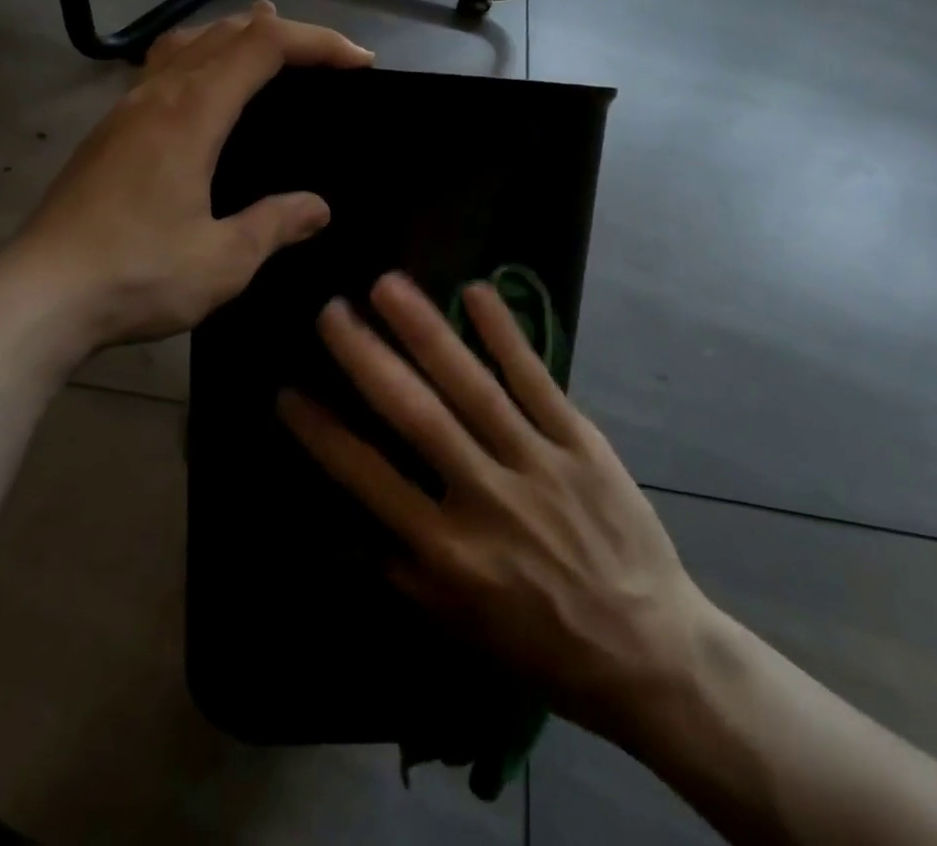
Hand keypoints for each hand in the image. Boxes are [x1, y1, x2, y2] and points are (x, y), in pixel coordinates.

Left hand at [0, 2, 373, 350]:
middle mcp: (157, 95)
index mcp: (191, 113)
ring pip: (188, 42)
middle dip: (285, 33)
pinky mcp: (107, 133)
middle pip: (226, 31)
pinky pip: (163, 68)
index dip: (317, 42)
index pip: (263, 46)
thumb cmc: (136, 276)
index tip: (359, 63)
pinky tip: (205, 92)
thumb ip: (274, 225)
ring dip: (236, 35)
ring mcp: (125, 110)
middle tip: (327, 57)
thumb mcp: (223, 260)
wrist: (37, 298)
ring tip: (269, 48)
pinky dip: (201, 58)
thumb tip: (318, 207)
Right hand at [279, 273, 709, 741]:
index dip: (324, 434)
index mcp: (449, 551)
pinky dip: (504, 334)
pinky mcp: (580, 441)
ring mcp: (536, 461)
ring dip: (427, 331)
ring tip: (389, 285)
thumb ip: (401, 569)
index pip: (370, 481)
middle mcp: (485, 497)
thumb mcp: (460, 625)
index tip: (288, 391)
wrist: (649, 651)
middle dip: (369, 359)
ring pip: (473, 386)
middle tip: (331, 311)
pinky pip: (536, 379)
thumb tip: (346, 520)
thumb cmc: (543, 643)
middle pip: (417, 417)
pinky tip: (476, 291)